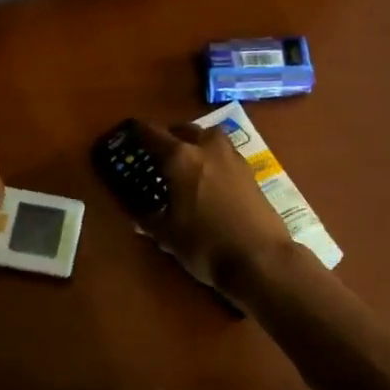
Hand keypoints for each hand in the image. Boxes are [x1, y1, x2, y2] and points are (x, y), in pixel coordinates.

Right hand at [136, 121, 299, 296]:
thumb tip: (136, 216)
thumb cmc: (206, 245)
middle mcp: (207, 148)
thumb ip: (149, 220)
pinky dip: (213, 158)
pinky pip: (225, 153)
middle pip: (184, 129)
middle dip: (169, 136)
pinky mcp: (250, 171)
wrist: (261, 259)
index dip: (137, 133)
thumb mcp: (168, 236)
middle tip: (158, 153)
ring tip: (187, 162)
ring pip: (209, 136)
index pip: (152, 134)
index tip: (128, 136)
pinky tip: (210, 178)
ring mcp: (232, 157)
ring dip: (196, 142)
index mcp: (180, 158)